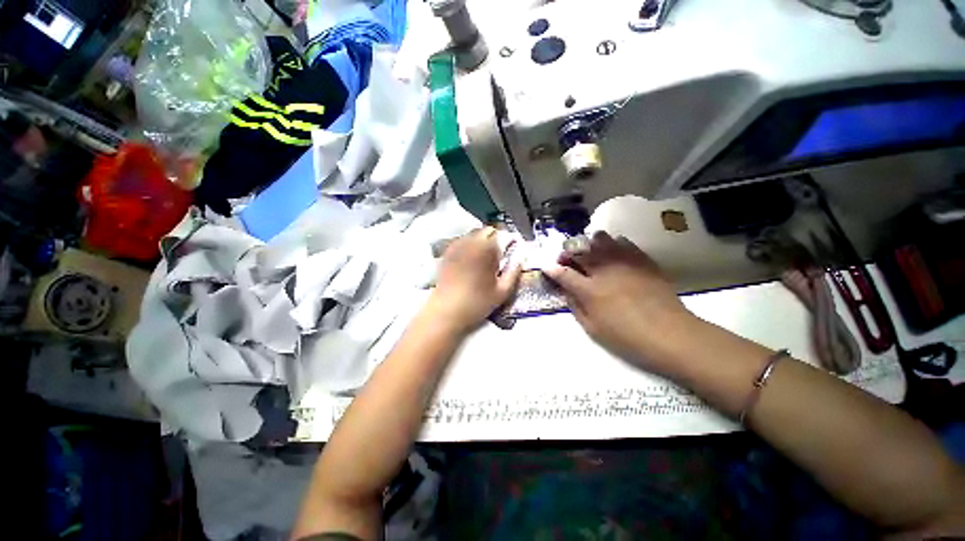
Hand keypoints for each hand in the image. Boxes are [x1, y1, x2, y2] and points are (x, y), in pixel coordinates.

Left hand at [426, 227, 522, 333]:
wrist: (446, 311)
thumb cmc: (477, 302)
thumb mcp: (502, 291)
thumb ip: (514, 272)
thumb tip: (520, 259)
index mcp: (487, 249)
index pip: (502, 235)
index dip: (509, 241)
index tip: (512, 251)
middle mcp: (471, 242)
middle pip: (487, 231)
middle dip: (495, 239)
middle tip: (498, 255)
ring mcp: (457, 246)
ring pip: (473, 234)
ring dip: (481, 241)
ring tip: (484, 258)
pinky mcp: (447, 252)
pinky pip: (461, 241)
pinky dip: (469, 245)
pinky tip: (470, 260)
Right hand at [544, 231, 695, 367]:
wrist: (671, 335)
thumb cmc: (627, 337)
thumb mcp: (593, 329)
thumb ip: (575, 306)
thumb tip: (566, 290)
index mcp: (589, 290)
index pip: (563, 273)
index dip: (552, 268)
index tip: (546, 266)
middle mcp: (604, 271)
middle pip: (579, 251)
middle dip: (567, 252)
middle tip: (567, 258)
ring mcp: (624, 263)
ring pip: (601, 240)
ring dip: (589, 244)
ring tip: (590, 252)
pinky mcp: (642, 260)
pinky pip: (624, 243)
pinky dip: (614, 244)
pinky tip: (613, 251)